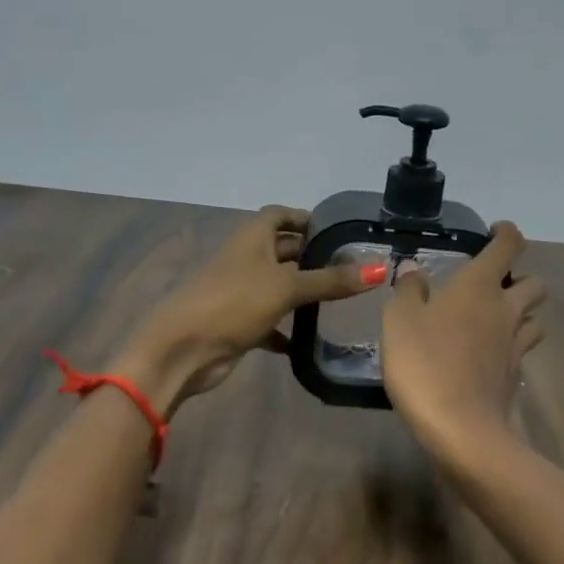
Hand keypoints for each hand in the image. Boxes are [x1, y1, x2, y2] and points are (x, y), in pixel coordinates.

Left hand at [114, 205, 379, 414]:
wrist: (182, 349)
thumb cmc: (233, 302)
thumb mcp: (287, 287)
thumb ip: (332, 280)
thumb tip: (380, 268)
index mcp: (252, 238)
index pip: (279, 215)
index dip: (305, 218)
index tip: (336, 230)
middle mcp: (246, 259)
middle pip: (281, 250)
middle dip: (310, 256)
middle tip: (349, 266)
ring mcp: (240, 291)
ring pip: (277, 285)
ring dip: (302, 291)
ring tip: (340, 299)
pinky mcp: (238, 322)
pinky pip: (269, 320)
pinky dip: (286, 327)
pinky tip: (309, 339)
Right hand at [380, 222, 546, 465]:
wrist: (460, 429)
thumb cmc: (424, 364)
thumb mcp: (399, 320)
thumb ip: (408, 291)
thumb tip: (414, 272)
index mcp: (479, 286)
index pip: (509, 246)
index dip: (506, 233)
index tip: (494, 232)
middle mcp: (505, 310)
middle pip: (534, 284)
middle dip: (520, 278)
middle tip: (493, 284)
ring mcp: (514, 346)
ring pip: (534, 319)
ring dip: (521, 313)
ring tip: (494, 320)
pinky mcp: (513, 377)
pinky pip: (521, 351)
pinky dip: (510, 346)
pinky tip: (488, 355)